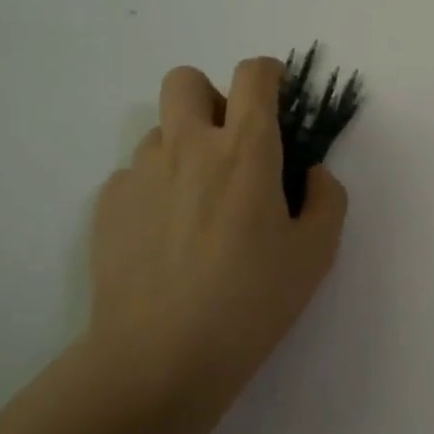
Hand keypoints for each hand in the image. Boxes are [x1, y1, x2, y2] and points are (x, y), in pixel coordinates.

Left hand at [82, 58, 348, 433]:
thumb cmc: (250, 301)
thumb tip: (310, 174)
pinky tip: (166, 238)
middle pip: (186, 79)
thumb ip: (327, 198)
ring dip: (184, 148)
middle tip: (230, 144)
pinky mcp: (107, 205)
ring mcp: (140, 173)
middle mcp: (188, 146)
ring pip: (161, 130)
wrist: (157, 359)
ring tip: (198, 205)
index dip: (270, 74)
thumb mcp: (316, 253)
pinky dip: (156, 189)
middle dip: (212, 96)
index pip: (254, 75)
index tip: (278, 97)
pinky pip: (135, 174)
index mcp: (245, 149)